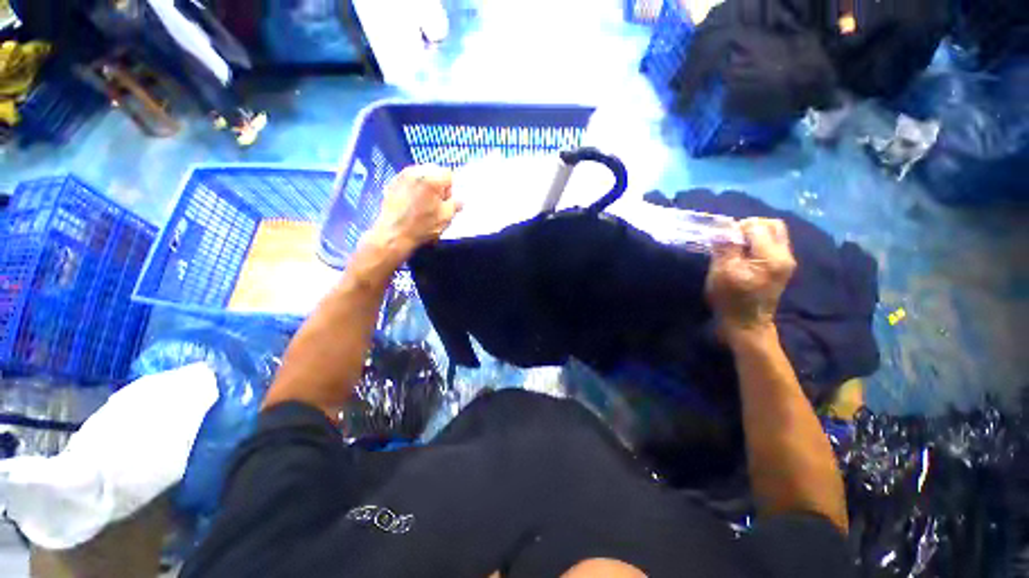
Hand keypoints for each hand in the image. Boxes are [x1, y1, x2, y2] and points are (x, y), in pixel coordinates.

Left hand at [367, 164, 461, 258]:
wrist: (393, 234)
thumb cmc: (422, 226)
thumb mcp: (446, 218)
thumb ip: (455, 205)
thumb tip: (460, 200)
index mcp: (431, 178)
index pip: (449, 174)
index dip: (451, 188)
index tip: (446, 201)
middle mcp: (416, 171)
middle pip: (434, 170)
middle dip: (438, 184)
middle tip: (436, 201)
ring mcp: (402, 175)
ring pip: (421, 173)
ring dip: (426, 184)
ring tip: (424, 202)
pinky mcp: (392, 182)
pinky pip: (409, 179)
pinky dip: (414, 186)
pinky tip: (412, 202)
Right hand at [705, 218, 795, 340]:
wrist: (746, 325)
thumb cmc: (730, 300)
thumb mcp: (722, 272)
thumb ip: (726, 247)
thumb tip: (724, 226)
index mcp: (771, 257)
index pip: (757, 226)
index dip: (736, 229)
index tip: (722, 242)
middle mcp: (785, 255)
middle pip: (772, 225)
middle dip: (749, 227)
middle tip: (731, 240)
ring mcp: (786, 261)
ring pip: (773, 233)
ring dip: (753, 235)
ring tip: (736, 249)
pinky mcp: (782, 267)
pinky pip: (772, 244)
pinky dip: (757, 244)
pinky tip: (744, 256)